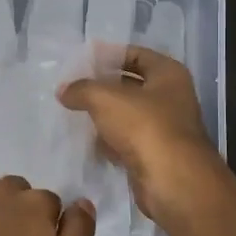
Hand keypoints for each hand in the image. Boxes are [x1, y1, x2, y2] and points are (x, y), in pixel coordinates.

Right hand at [57, 47, 223, 221]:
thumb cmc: (144, 126)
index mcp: (168, 74)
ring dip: (105, 116)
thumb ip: (81, 89)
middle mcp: (171, 97)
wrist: (172, 181)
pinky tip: (89, 142)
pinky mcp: (155, 155)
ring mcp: (165, 128)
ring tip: (74, 113)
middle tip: (72, 88)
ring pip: (128, 115)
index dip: (109, 55)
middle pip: (131, 85)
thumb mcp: (105, 98)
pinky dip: (110, 142)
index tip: (82, 61)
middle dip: (103, 87)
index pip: (136, 54)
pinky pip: (128, 141)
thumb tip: (63, 91)